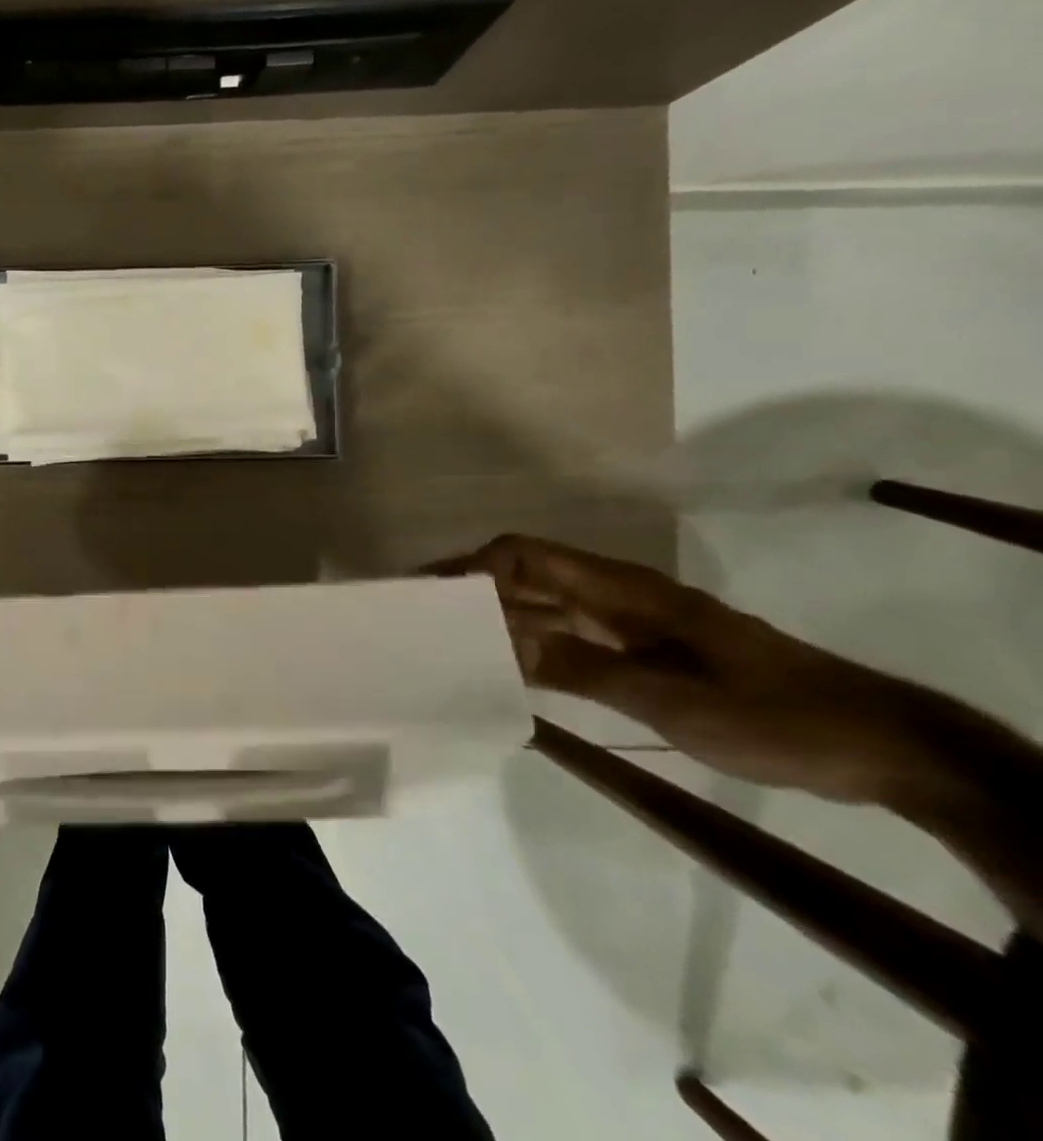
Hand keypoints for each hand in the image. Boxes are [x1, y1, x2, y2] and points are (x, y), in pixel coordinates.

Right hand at [429, 535, 934, 805]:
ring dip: (500, 623)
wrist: (876, 743)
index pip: (527, 556)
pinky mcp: (643, 656)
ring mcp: (630, 627)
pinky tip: (508, 674)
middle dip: (476, 593)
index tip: (432, 593)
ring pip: (547, 611)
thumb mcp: (671, 698)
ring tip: (451, 647)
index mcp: (623, 590)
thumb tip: (504, 648)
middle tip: (425, 622)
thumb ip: (583, 669)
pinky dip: (535, 652)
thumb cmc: (771, 713)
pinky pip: (571, 643)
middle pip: (529, 579)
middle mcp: (617, 598)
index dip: (475, 566)